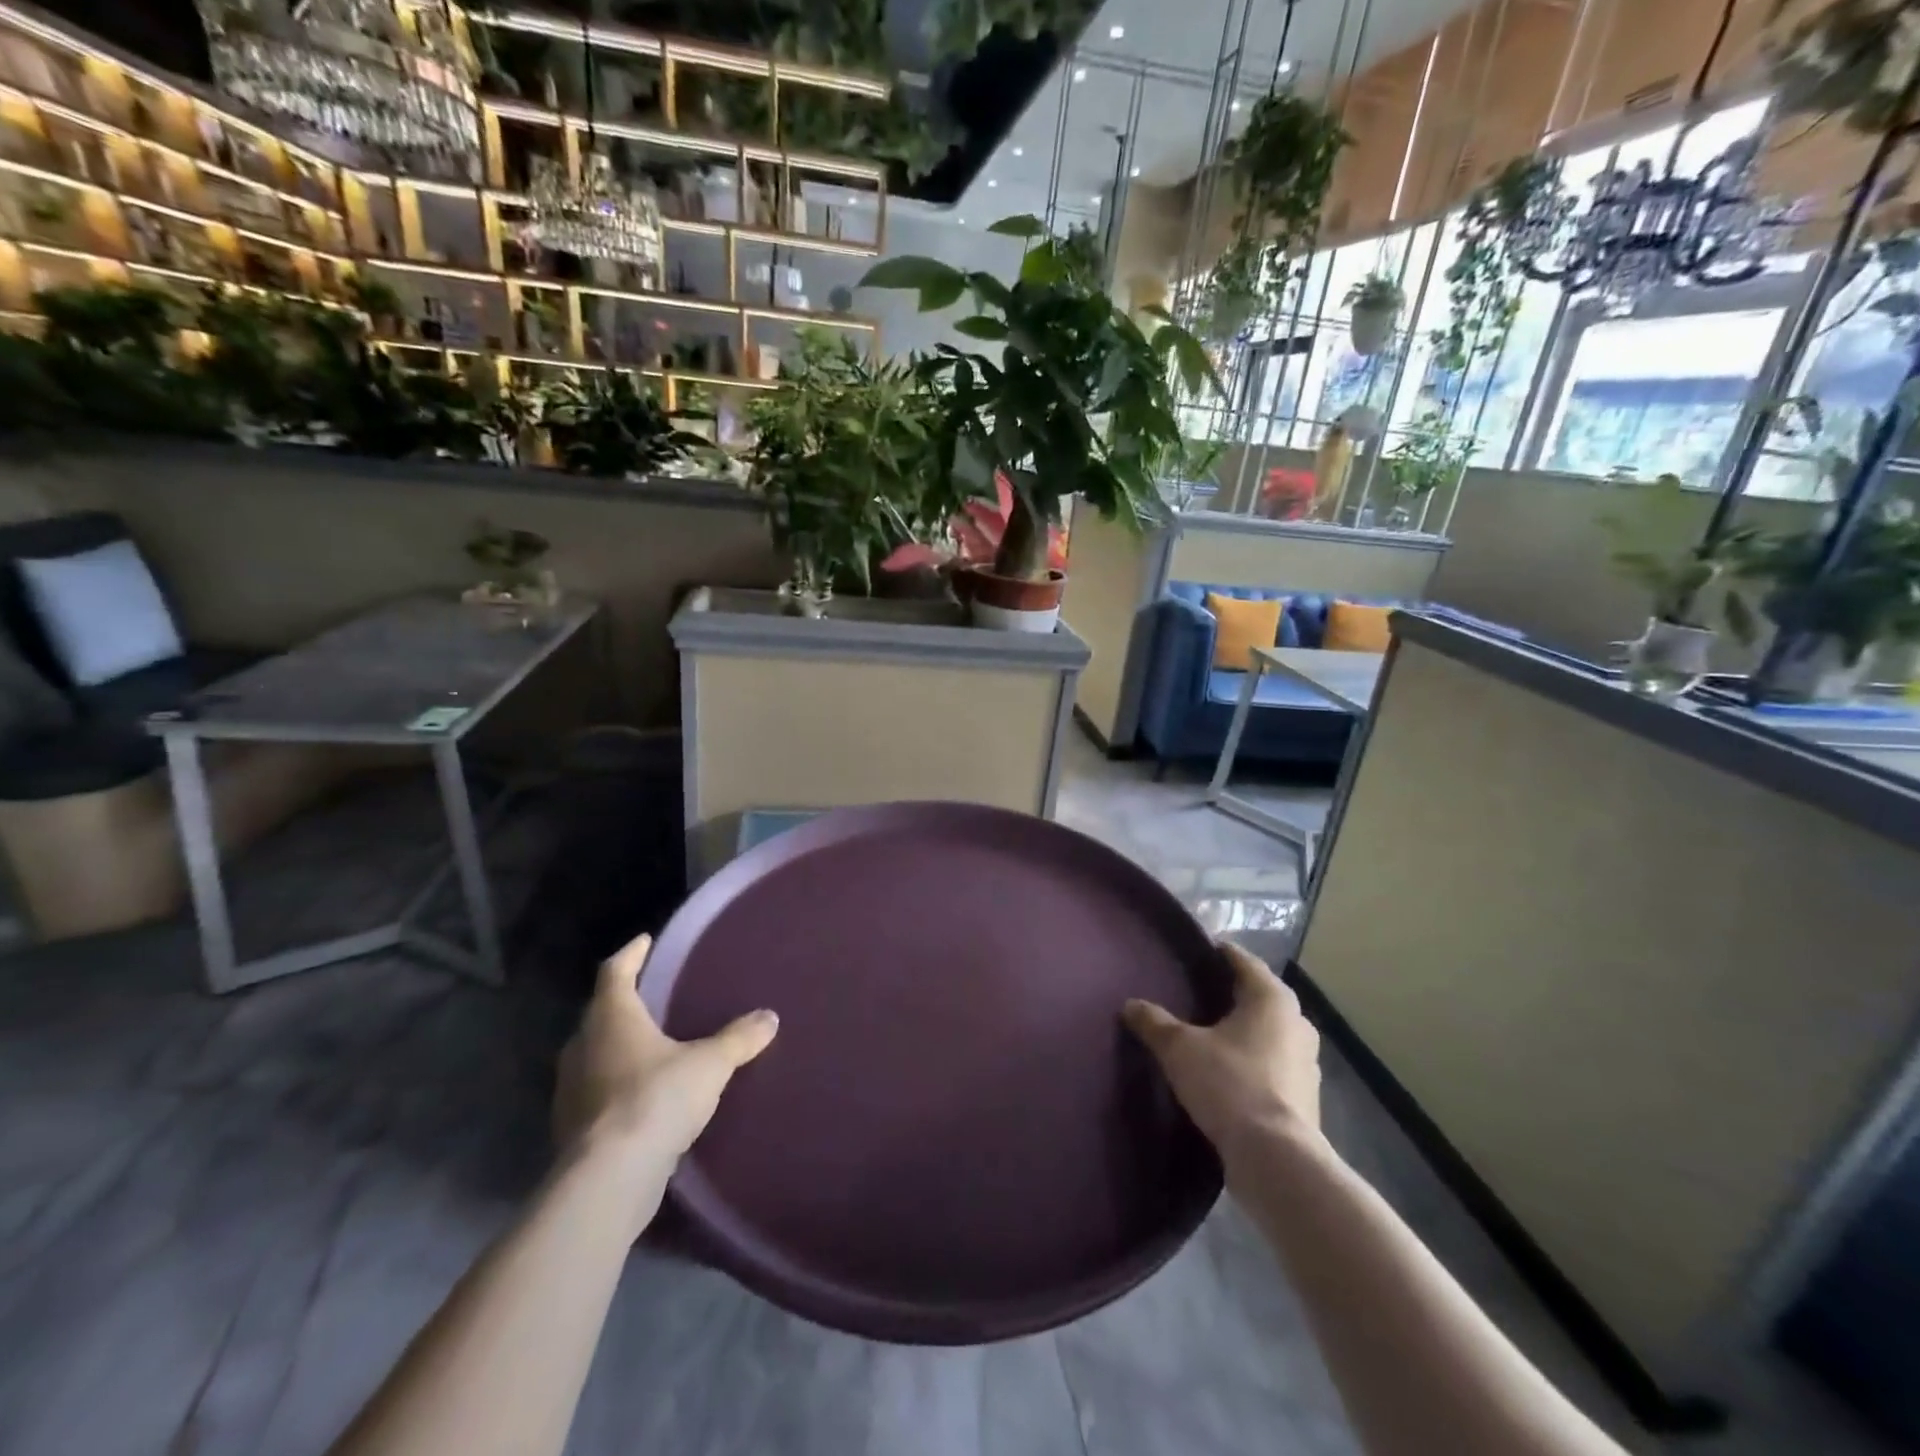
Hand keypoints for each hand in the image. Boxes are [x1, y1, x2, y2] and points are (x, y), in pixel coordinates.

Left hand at [554, 933, 778, 1168]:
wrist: (609, 1180)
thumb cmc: (656, 1099)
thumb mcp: (710, 1064)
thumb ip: (738, 1038)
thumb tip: (769, 1017)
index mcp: (611, 1018)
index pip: (615, 972)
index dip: (631, 954)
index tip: (644, 941)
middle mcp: (583, 1046)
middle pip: (601, 1013)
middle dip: (625, 1002)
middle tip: (654, 995)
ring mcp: (572, 1090)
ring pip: (595, 1054)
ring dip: (618, 1046)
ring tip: (652, 1045)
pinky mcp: (572, 1128)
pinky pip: (596, 1092)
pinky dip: (616, 1085)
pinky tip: (642, 1095)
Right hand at [1123, 941, 1322, 1158]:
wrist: (1275, 1158)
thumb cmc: (1229, 1084)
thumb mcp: (1179, 1048)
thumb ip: (1154, 1022)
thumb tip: (1130, 1005)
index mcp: (1271, 998)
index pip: (1243, 961)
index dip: (1219, 953)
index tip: (1196, 953)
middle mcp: (1297, 1022)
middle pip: (1260, 995)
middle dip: (1231, 993)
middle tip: (1197, 994)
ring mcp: (1307, 1061)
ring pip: (1270, 1031)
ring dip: (1245, 1029)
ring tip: (1211, 1033)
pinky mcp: (1306, 1096)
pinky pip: (1275, 1062)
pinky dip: (1254, 1059)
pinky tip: (1229, 1071)